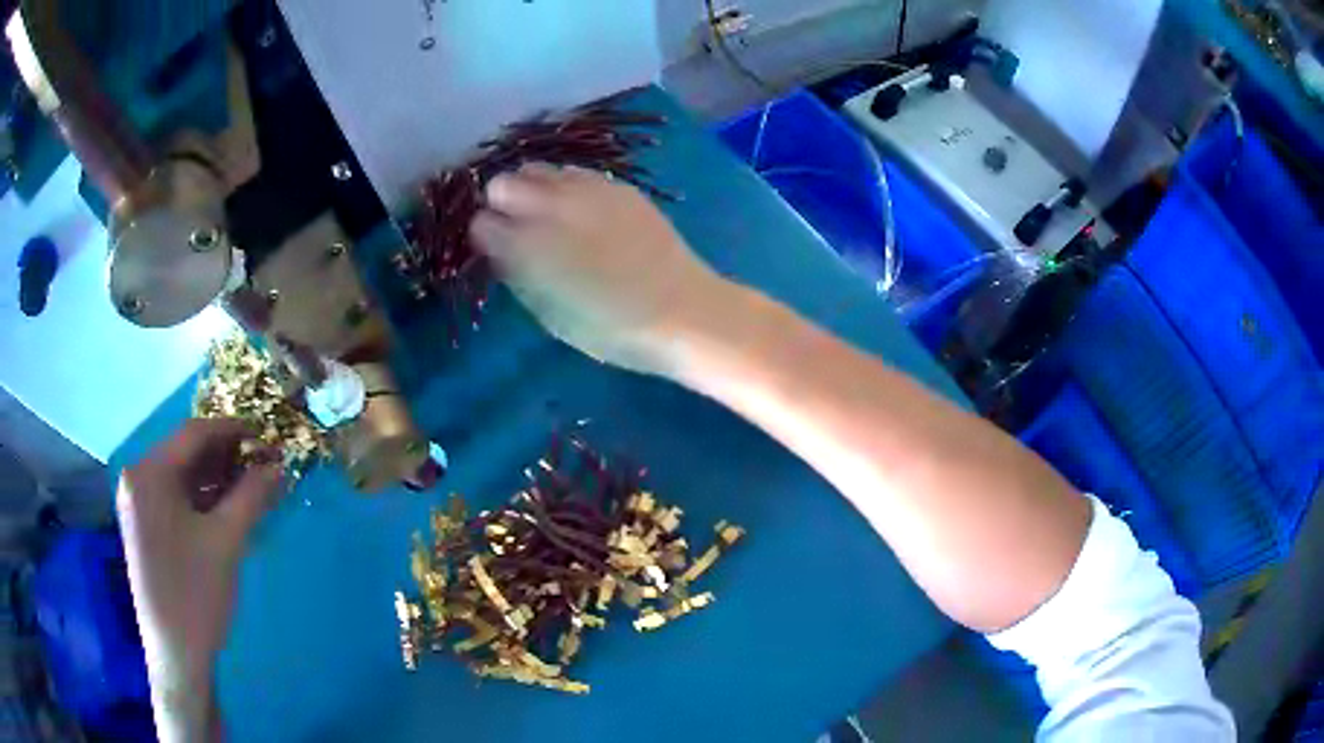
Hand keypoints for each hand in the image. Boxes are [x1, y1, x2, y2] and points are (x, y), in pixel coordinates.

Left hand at [117, 418, 283, 740]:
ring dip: (217, 480)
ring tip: (253, 488)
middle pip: (186, 455)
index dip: (233, 430)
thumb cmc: (196, 593)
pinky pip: (176, 500)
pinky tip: (229, 510)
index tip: (267, 435)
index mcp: (148, 473)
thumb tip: (278, 464)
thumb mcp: (227, 541)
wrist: (177, 654)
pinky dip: (203, 501)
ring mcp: (138, 505)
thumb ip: (252, 495)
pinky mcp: (145, 527)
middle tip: (264, 466)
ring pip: (182, 478)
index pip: (194, 434)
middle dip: (227, 458)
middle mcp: (137, 479)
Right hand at [471, 164, 731, 374]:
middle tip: (517, 228)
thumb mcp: (548, 313)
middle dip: (501, 203)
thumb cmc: (610, 329)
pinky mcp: (616, 185)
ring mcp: (586, 188)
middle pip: (501, 183)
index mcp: (526, 245)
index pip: (480, 223)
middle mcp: (550, 206)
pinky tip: (581, 211)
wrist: (681, 310)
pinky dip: (566, 187)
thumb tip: (499, 247)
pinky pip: (574, 173)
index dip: (483, 237)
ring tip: (549, 215)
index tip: (494, 250)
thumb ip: (515, 273)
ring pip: (536, 168)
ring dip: (532, 189)